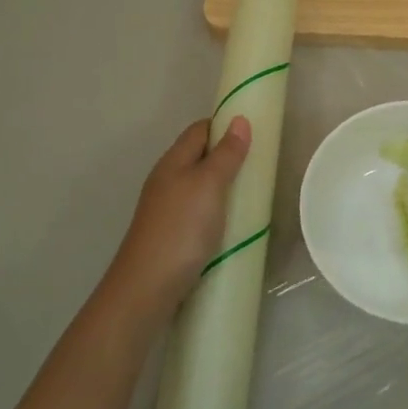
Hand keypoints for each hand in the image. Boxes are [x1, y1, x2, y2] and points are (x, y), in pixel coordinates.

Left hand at [103, 117, 250, 319]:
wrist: (147, 289)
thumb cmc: (181, 229)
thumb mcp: (209, 185)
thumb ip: (226, 154)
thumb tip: (240, 120)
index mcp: (173, 162)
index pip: (200, 130)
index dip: (224, 124)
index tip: (254, 130)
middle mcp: (166, 181)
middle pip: (199, 156)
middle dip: (228, 156)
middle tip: (261, 163)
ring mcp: (167, 210)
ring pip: (199, 186)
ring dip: (224, 185)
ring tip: (253, 192)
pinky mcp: (172, 235)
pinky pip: (198, 211)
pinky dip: (217, 210)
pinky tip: (232, 223)